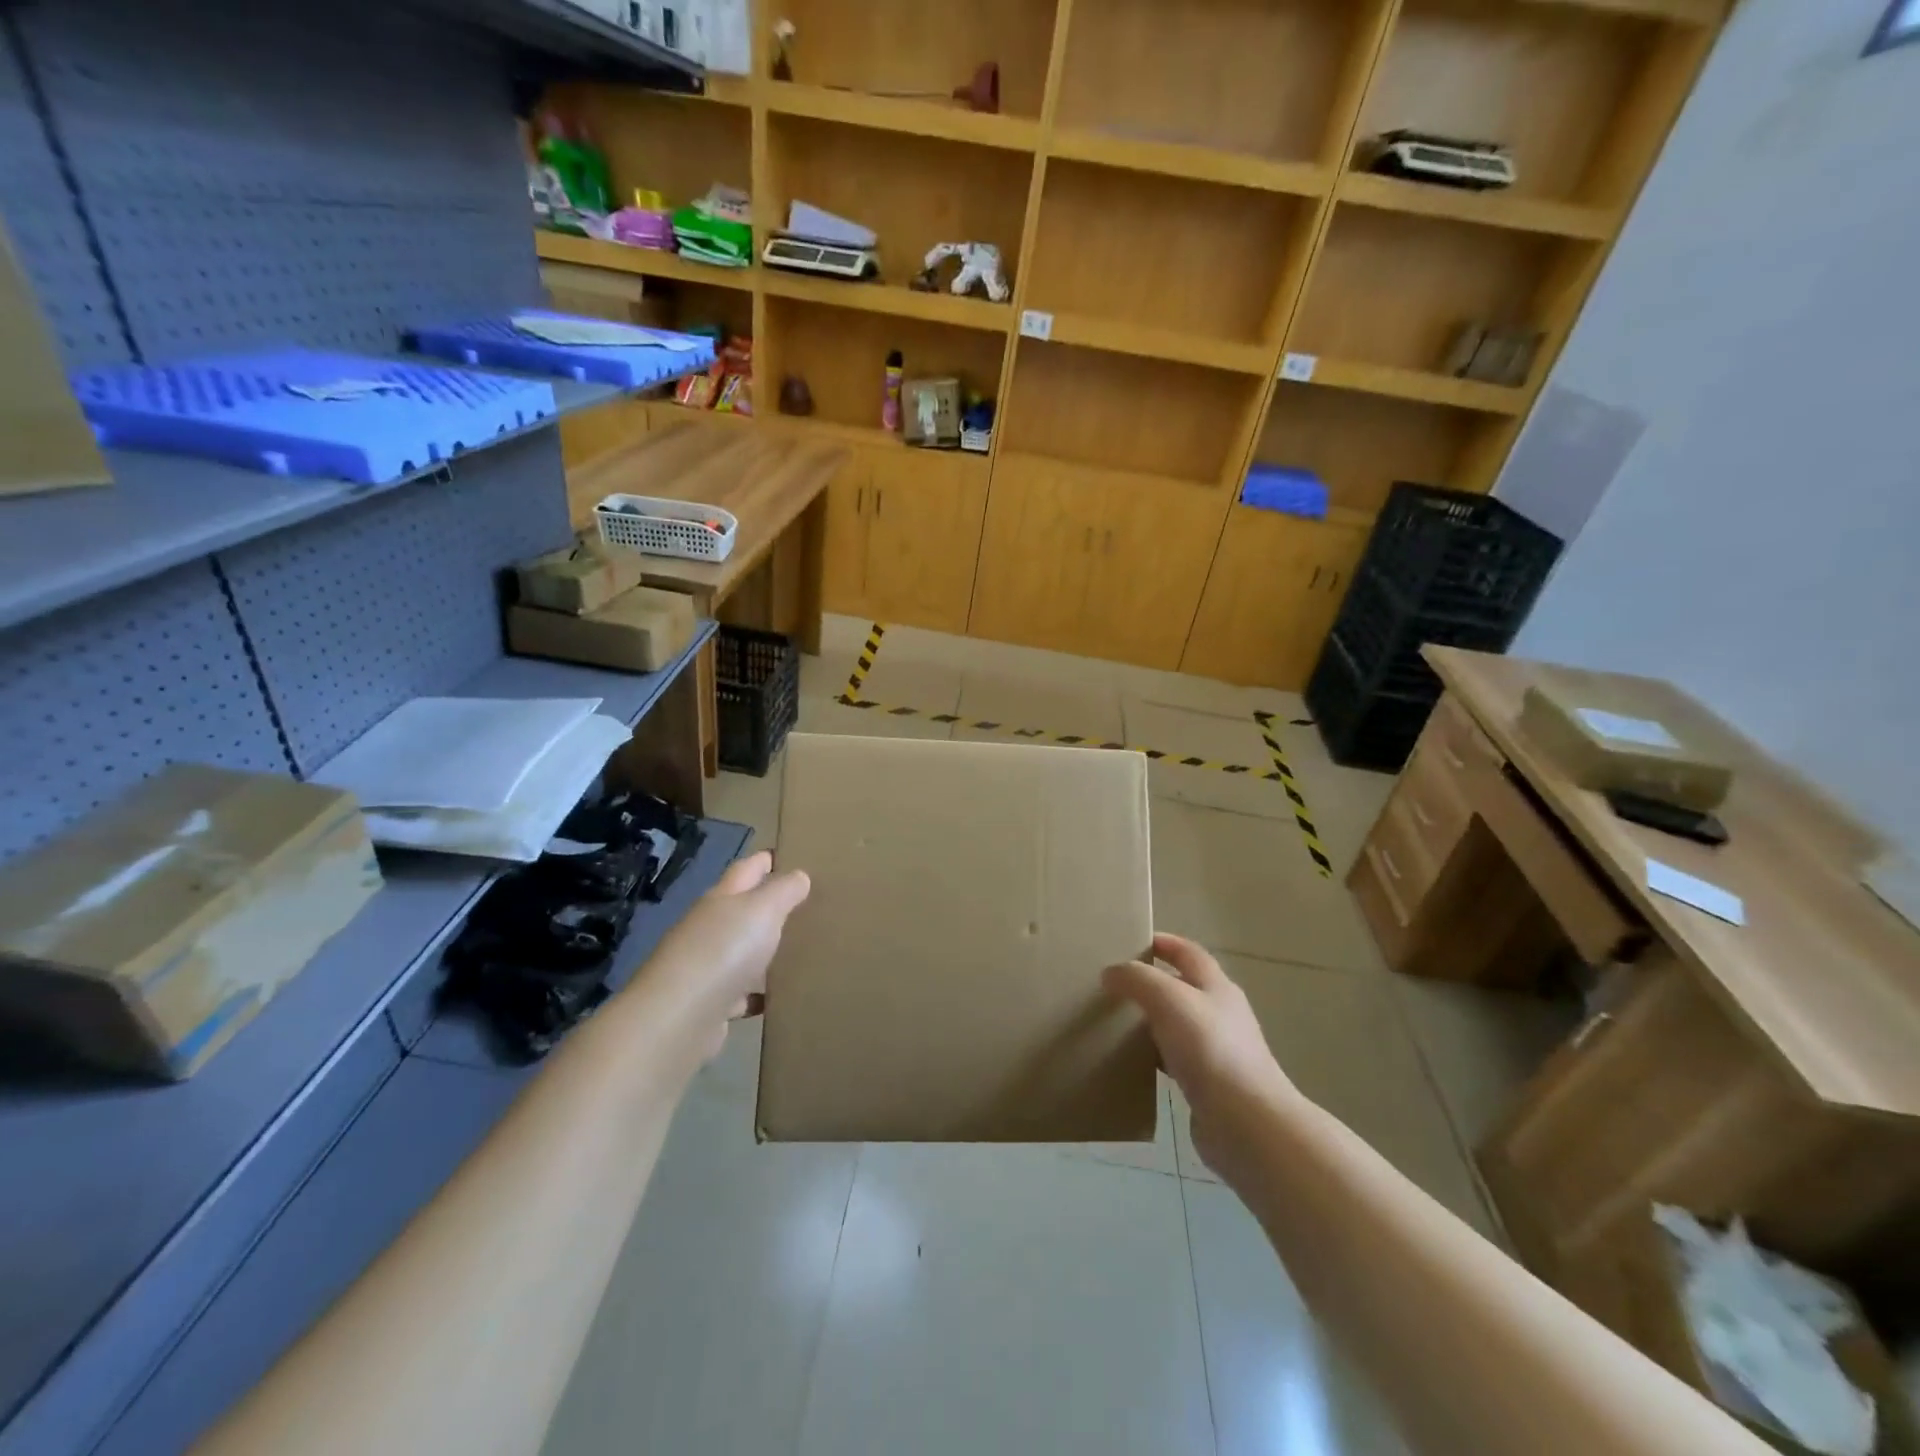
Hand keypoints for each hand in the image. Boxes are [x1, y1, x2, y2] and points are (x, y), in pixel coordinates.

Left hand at [636, 851, 810, 1058]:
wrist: (679, 1018)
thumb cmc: (724, 950)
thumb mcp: (763, 909)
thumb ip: (784, 890)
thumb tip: (799, 875)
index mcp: (721, 899)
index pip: (746, 869)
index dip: (765, 859)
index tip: (788, 854)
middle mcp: (709, 928)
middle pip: (741, 909)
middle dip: (767, 904)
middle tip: (805, 903)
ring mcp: (706, 967)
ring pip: (740, 952)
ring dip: (762, 950)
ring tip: (797, 949)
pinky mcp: (709, 1005)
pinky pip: (739, 994)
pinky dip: (755, 993)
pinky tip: (775, 997)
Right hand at [1104, 933, 1298, 1185]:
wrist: (1246, 1123)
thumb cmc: (1210, 1049)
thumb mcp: (1168, 998)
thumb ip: (1137, 979)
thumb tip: (1111, 973)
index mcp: (1216, 986)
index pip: (1188, 952)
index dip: (1162, 942)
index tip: (1130, 942)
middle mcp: (1220, 1013)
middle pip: (1183, 986)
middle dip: (1151, 981)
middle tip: (1115, 983)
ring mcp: (1218, 1051)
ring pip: (1177, 1024)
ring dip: (1151, 1020)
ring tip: (1116, 1021)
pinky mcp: (1209, 1085)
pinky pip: (1175, 1060)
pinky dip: (1154, 1055)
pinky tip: (1133, 1063)